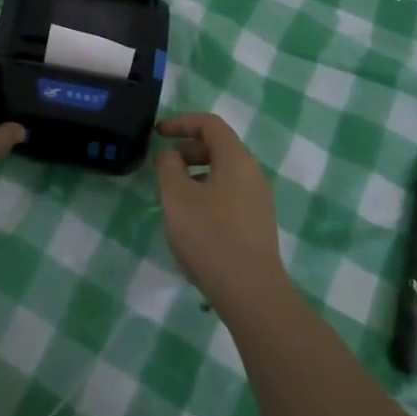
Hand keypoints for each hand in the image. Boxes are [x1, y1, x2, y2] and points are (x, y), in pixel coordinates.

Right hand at [155, 114, 289, 312]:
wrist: (251, 293)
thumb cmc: (210, 236)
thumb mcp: (177, 197)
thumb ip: (168, 166)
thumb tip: (171, 155)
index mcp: (236, 159)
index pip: (210, 124)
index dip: (181, 122)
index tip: (157, 134)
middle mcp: (253, 173)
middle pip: (218, 147)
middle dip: (187, 150)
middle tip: (162, 169)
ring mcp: (258, 199)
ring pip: (223, 173)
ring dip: (195, 175)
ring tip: (173, 198)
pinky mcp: (257, 223)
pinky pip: (229, 194)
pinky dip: (207, 193)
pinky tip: (192, 221)